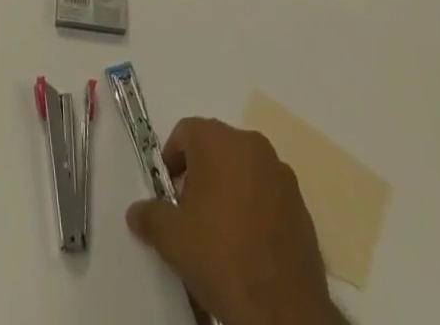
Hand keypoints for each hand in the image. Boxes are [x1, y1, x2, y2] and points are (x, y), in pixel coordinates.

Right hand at [126, 118, 346, 324]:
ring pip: (244, 169)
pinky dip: (255, 208)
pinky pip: (268, 194)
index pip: (185, 132)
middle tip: (191, 212)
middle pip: (216, 147)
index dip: (172, 160)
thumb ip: (150, 216)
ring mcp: (281, 174)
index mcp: (219, 140)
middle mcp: (252, 145)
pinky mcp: (302, 206)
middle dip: (201, 173)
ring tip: (221, 230)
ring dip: (230, 188)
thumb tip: (136, 212)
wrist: (283, 310)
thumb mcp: (172, 238)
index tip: (168, 193)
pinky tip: (249, 243)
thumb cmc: (221, 257)